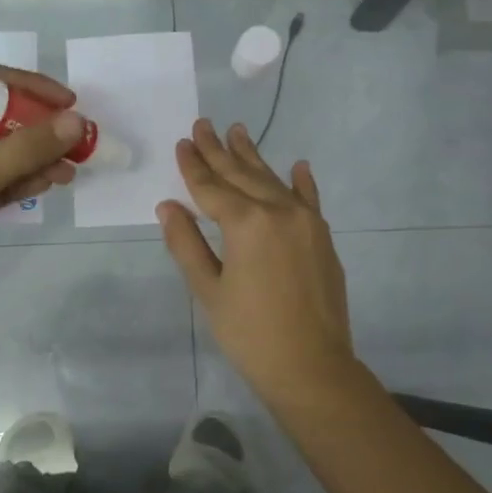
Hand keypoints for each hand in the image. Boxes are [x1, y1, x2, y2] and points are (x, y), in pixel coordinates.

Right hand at [157, 119, 357, 406]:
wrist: (312, 367)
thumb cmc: (250, 334)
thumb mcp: (209, 291)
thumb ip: (187, 244)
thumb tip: (168, 206)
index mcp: (246, 223)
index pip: (211, 187)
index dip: (193, 166)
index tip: (182, 142)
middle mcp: (279, 211)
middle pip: (242, 175)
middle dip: (219, 150)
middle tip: (204, 124)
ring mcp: (306, 222)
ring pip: (273, 181)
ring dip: (253, 156)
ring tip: (238, 131)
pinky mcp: (323, 237)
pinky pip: (309, 199)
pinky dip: (301, 182)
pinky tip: (297, 165)